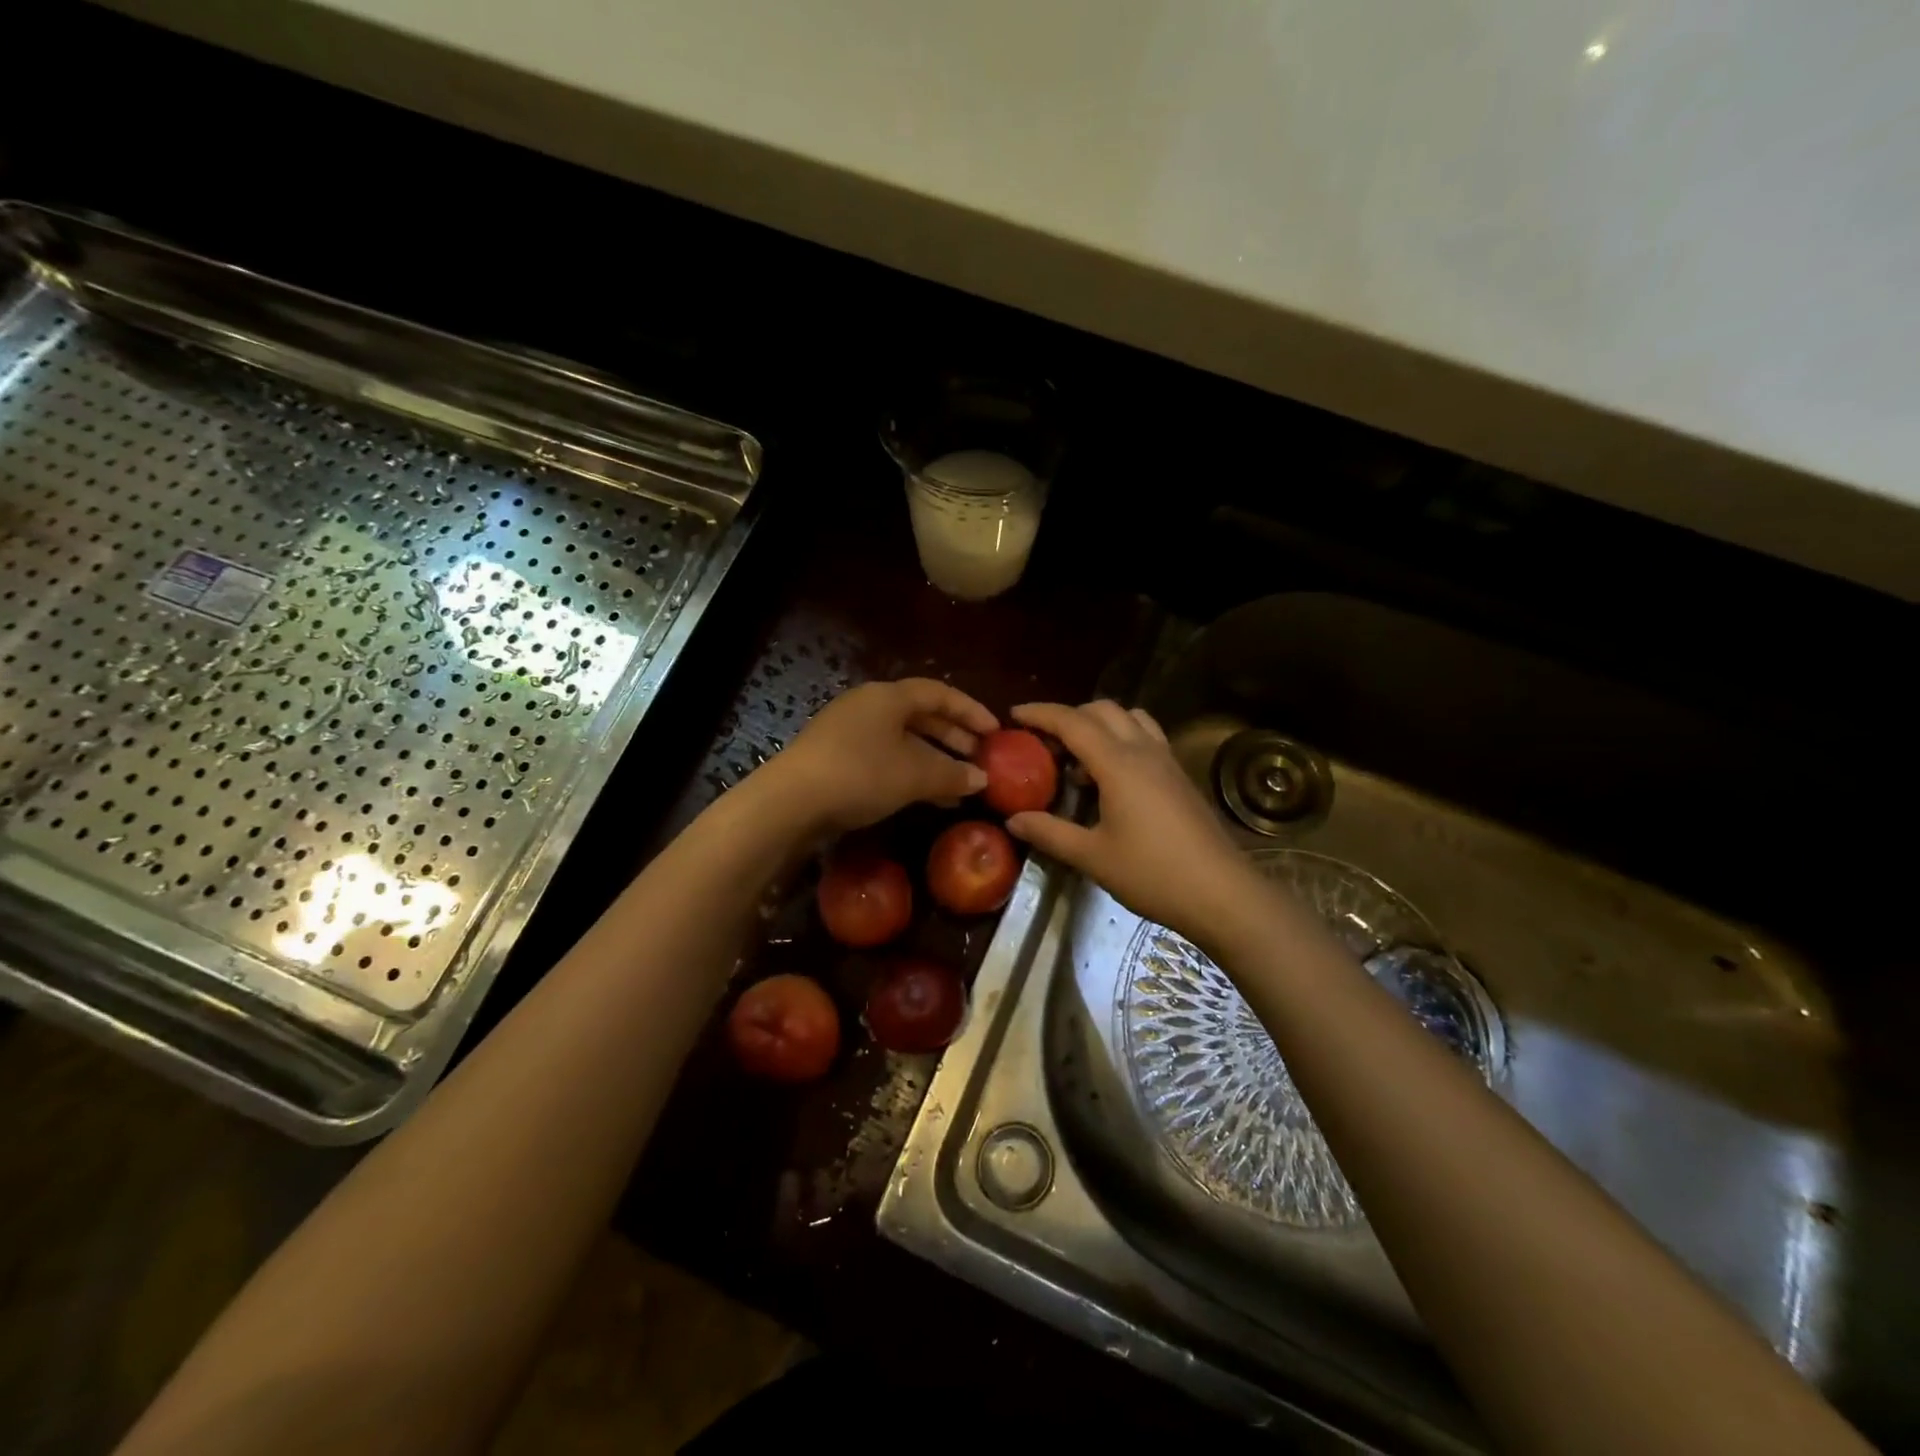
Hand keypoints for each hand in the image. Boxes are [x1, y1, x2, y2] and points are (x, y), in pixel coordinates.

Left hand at [761, 678, 997, 834]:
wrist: (791, 801)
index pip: (939, 694)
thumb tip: (982, 778)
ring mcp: (849, 731)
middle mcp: (869, 705)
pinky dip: (910, 772)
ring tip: (960, 785)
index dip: (970, 711)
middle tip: (980, 758)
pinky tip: (927, 797)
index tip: (995, 732)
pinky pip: (885, 757)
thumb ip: (952, 774)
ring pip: (903, 739)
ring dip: (934, 759)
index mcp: (889, 696)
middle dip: (953, 737)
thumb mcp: (914, 775)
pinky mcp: (836, 757)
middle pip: (920, 715)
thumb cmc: (861, 774)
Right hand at [1005, 701, 1257, 940]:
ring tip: (1079, 758)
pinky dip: (1122, 739)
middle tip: (1043, 742)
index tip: (1013, 715)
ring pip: (1130, 718)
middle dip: (1069, 716)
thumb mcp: (1092, 857)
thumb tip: (1014, 819)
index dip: (1040, 713)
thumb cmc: (1153, 874)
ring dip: (1099, 724)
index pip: (1073, 722)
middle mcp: (1144, 751)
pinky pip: (1146, 738)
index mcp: (1118, 764)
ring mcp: (1167, 761)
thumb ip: (1050, 832)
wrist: (1222, 894)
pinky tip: (1112, 778)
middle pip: (1102, 710)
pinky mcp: (1180, 776)